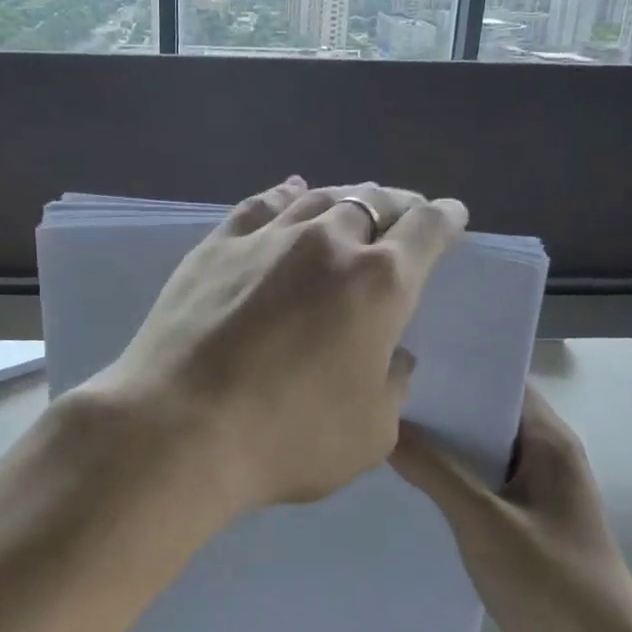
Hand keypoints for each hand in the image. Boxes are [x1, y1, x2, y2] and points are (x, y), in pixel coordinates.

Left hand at [89, 177, 467, 510]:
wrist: (179, 428)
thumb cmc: (288, 438)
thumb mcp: (371, 433)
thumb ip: (392, 384)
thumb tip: (389, 354)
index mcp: (379, 283)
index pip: (426, 231)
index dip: (445, 219)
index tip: (452, 214)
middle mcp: (328, 242)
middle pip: (374, 202)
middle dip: (399, 204)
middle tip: (405, 212)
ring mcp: (268, 237)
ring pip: (320, 198)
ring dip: (347, 197)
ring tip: (356, 202)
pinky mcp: (217, 245)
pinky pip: (262, 205)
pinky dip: (286, 195)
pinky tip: (291, 192)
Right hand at [392, 387, 631, 631]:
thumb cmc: (552, 585)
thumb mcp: (484, 523)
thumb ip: (435, 471)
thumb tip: (386, 423)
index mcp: (549, 442)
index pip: (500, 382)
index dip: (457, 367)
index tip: (405, 357)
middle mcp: (546, 457)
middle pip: (487, 416)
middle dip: (440, 407)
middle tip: (380, 394)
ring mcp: (537, 493)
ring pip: (481, 453)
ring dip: (442, 446)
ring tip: (384, 430)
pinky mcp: (526, 525)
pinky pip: (481, 486)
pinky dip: (451, 480)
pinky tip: (410, 484)